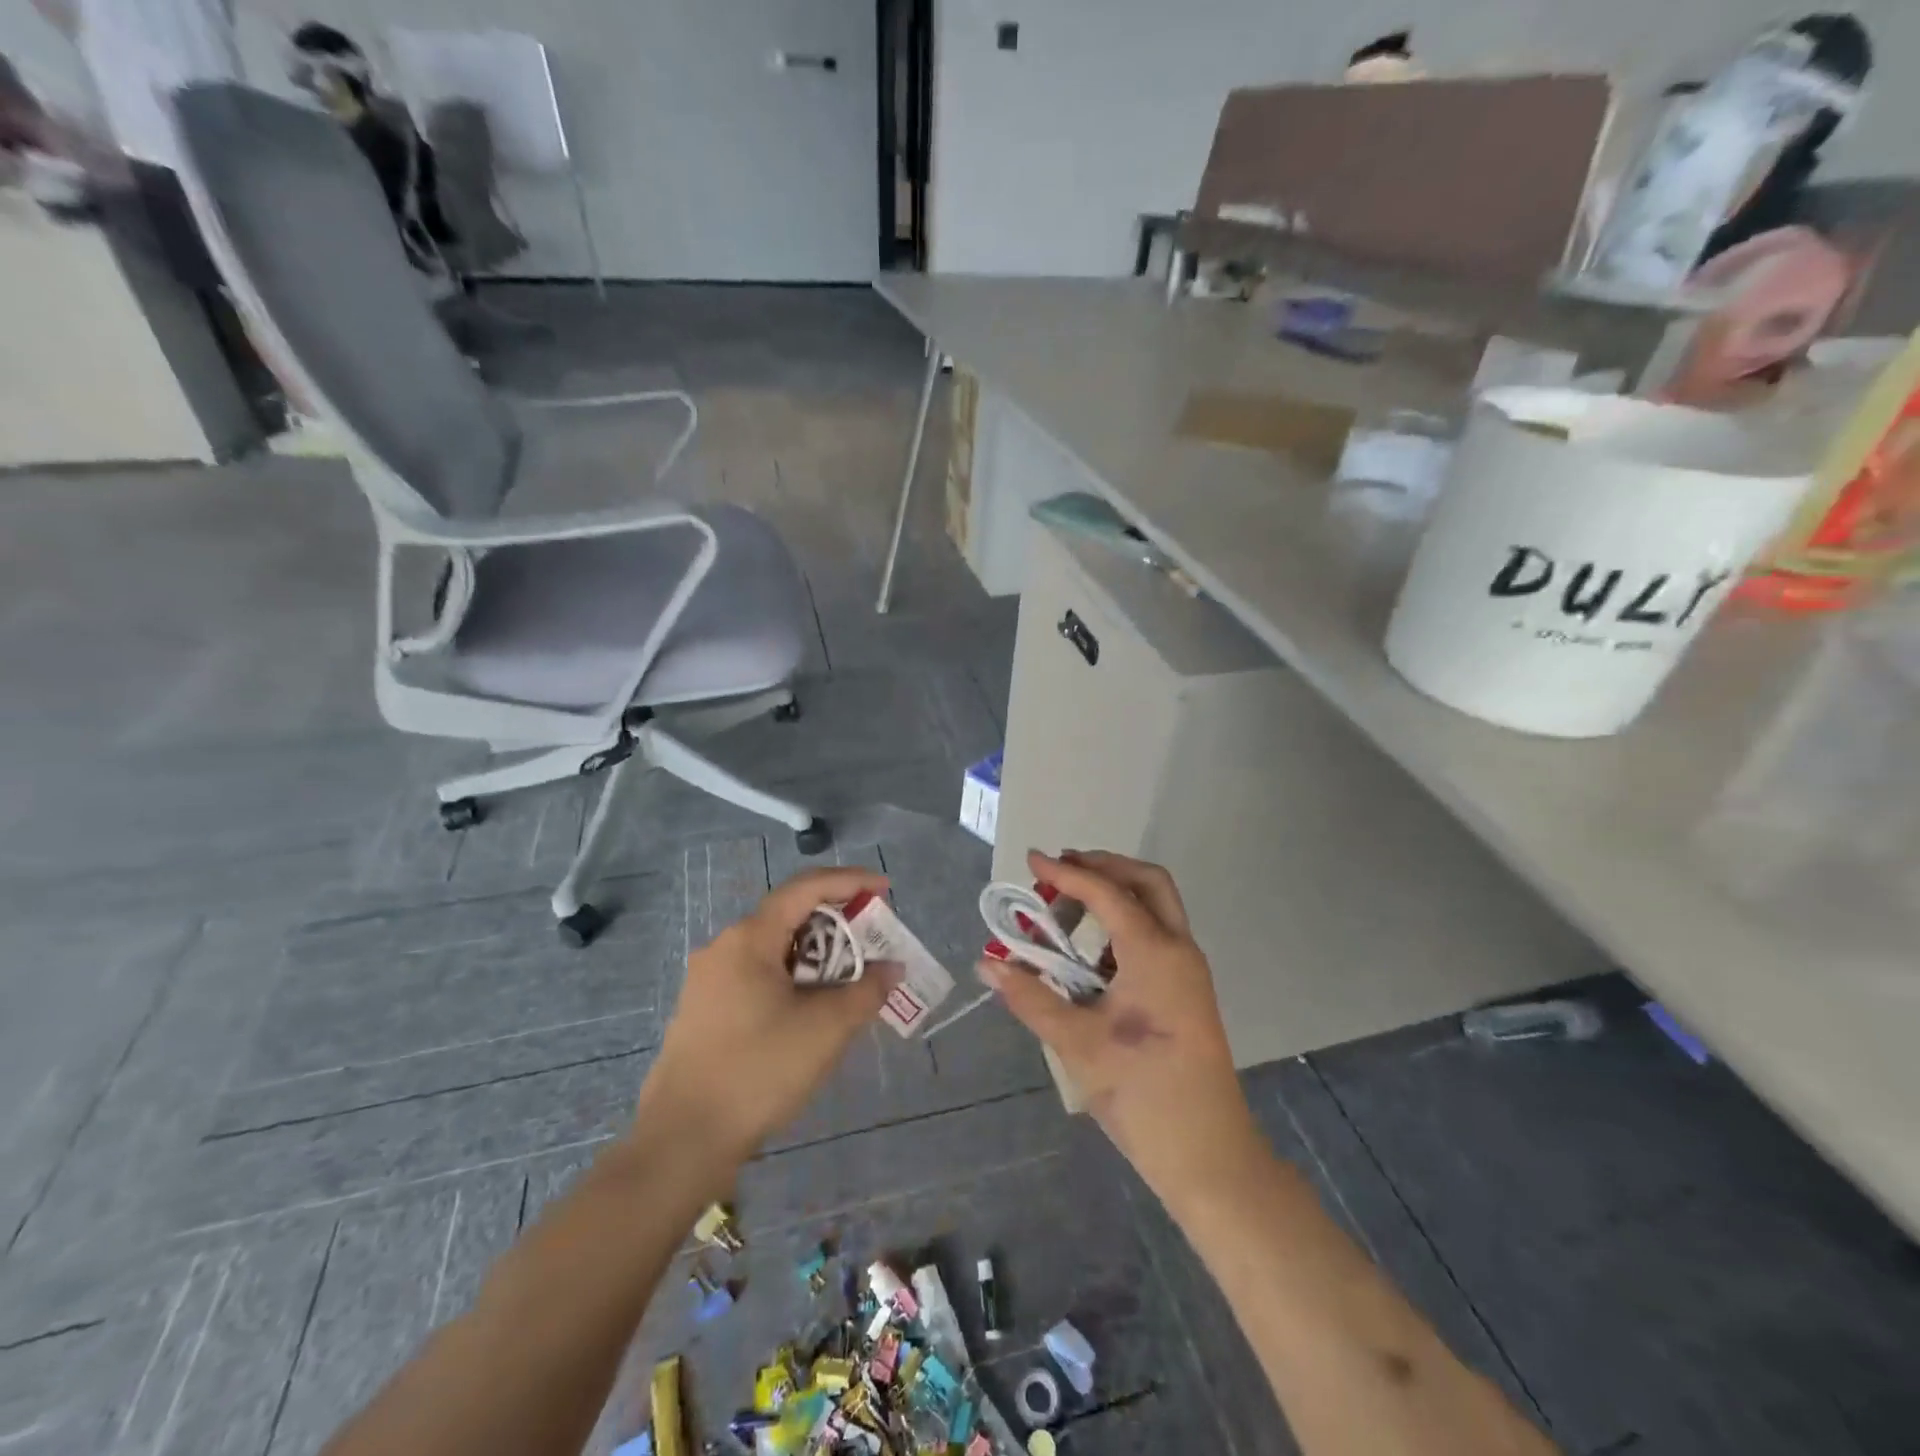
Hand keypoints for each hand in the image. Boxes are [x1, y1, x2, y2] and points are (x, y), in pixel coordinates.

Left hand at [637, 867, 901, 1161]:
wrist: (682, 1141)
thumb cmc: (758, 1070)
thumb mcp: (826, 1028)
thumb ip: (866, 990)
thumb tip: (891, 969)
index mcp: (749, 938)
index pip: (806, 888)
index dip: (850, 881)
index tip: (886, 890)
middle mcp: (724, 947)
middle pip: (789, 916)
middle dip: (837, 922)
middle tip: (873, 940)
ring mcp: (709, 980)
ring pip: (774, 949)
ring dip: (816, 954)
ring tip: (850, 978)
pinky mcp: (704, 1010)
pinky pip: (758, 976)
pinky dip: (793, 978)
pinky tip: (812, 1008)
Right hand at [979, 850, 1259, 1198]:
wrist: (1209, 1156)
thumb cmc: (1143, 1094)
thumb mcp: (1077, 1043)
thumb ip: (1031, 997)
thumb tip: (987, 962)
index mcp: (1155, 953)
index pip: (1106, 893)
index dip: (1065, 873)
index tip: (1030, 861)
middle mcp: (1178, 949)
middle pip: (1146, 881)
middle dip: (1103, 866)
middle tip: (1059, 871)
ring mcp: (1187, 971)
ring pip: (1155, 907)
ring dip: (1114, 895)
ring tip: (1065, 909)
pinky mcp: (1186, 991)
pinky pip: (1155, 937)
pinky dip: (1122, 926)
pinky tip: (1088, 954)